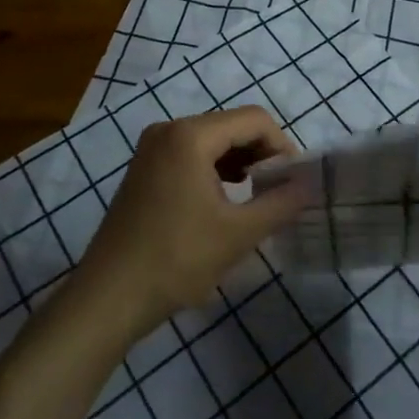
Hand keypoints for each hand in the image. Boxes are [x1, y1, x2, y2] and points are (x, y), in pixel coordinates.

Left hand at [75, 106, 311, 340]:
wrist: (107, 298)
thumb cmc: (176, 260)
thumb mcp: (238, 234)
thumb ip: (281, 203)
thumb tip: (311, 184)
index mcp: (191, 135)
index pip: (254, 120)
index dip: (282, 146)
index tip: (294, 181)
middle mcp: (170, 129)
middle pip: (232, 126)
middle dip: (262, 155)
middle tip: (279, 192)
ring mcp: (153, 147)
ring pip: (213, 140)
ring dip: (241, 162)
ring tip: (257, 198)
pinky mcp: (145, 167)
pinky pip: (192, 154)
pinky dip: (216, 170)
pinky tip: (225, 200)